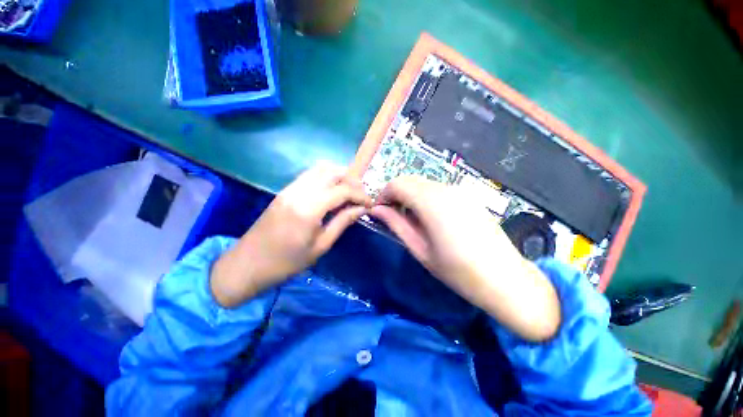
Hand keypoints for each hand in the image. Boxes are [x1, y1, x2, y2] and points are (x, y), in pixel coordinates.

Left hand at [211, 163, 371, 307]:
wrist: (248, 264)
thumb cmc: (287, 262)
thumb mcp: (321, 245)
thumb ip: (343, 222)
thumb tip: (362, 209)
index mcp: (309, 208)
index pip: (342, 190)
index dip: (360, 195)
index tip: (370, 204)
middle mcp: (299, 191)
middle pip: (332, 171)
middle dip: (351, 180)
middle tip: (360, 195)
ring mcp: (289, 188)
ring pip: (320, 168)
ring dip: (339, 175)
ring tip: (349, 191)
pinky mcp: (285, 190)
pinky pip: (310, 175)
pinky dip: (326, 177)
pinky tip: (332, 191)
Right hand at [370, 176, 560, 340]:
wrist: (506, 280)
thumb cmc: (458, 271)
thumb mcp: (420, 249)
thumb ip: (396, 224)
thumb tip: (376, 210)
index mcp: (432, 202)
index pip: (397, 184)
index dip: (383, 195)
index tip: (380, 212)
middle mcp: (445, 189)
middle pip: (409, 180)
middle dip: (395, 194)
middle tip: (393, 216)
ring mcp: (459, 191)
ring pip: (423, 183)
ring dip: (410, 196)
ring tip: (411, 219)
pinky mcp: (468, 197)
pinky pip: (438, 189)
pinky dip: (425, 197)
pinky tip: (430, 218)